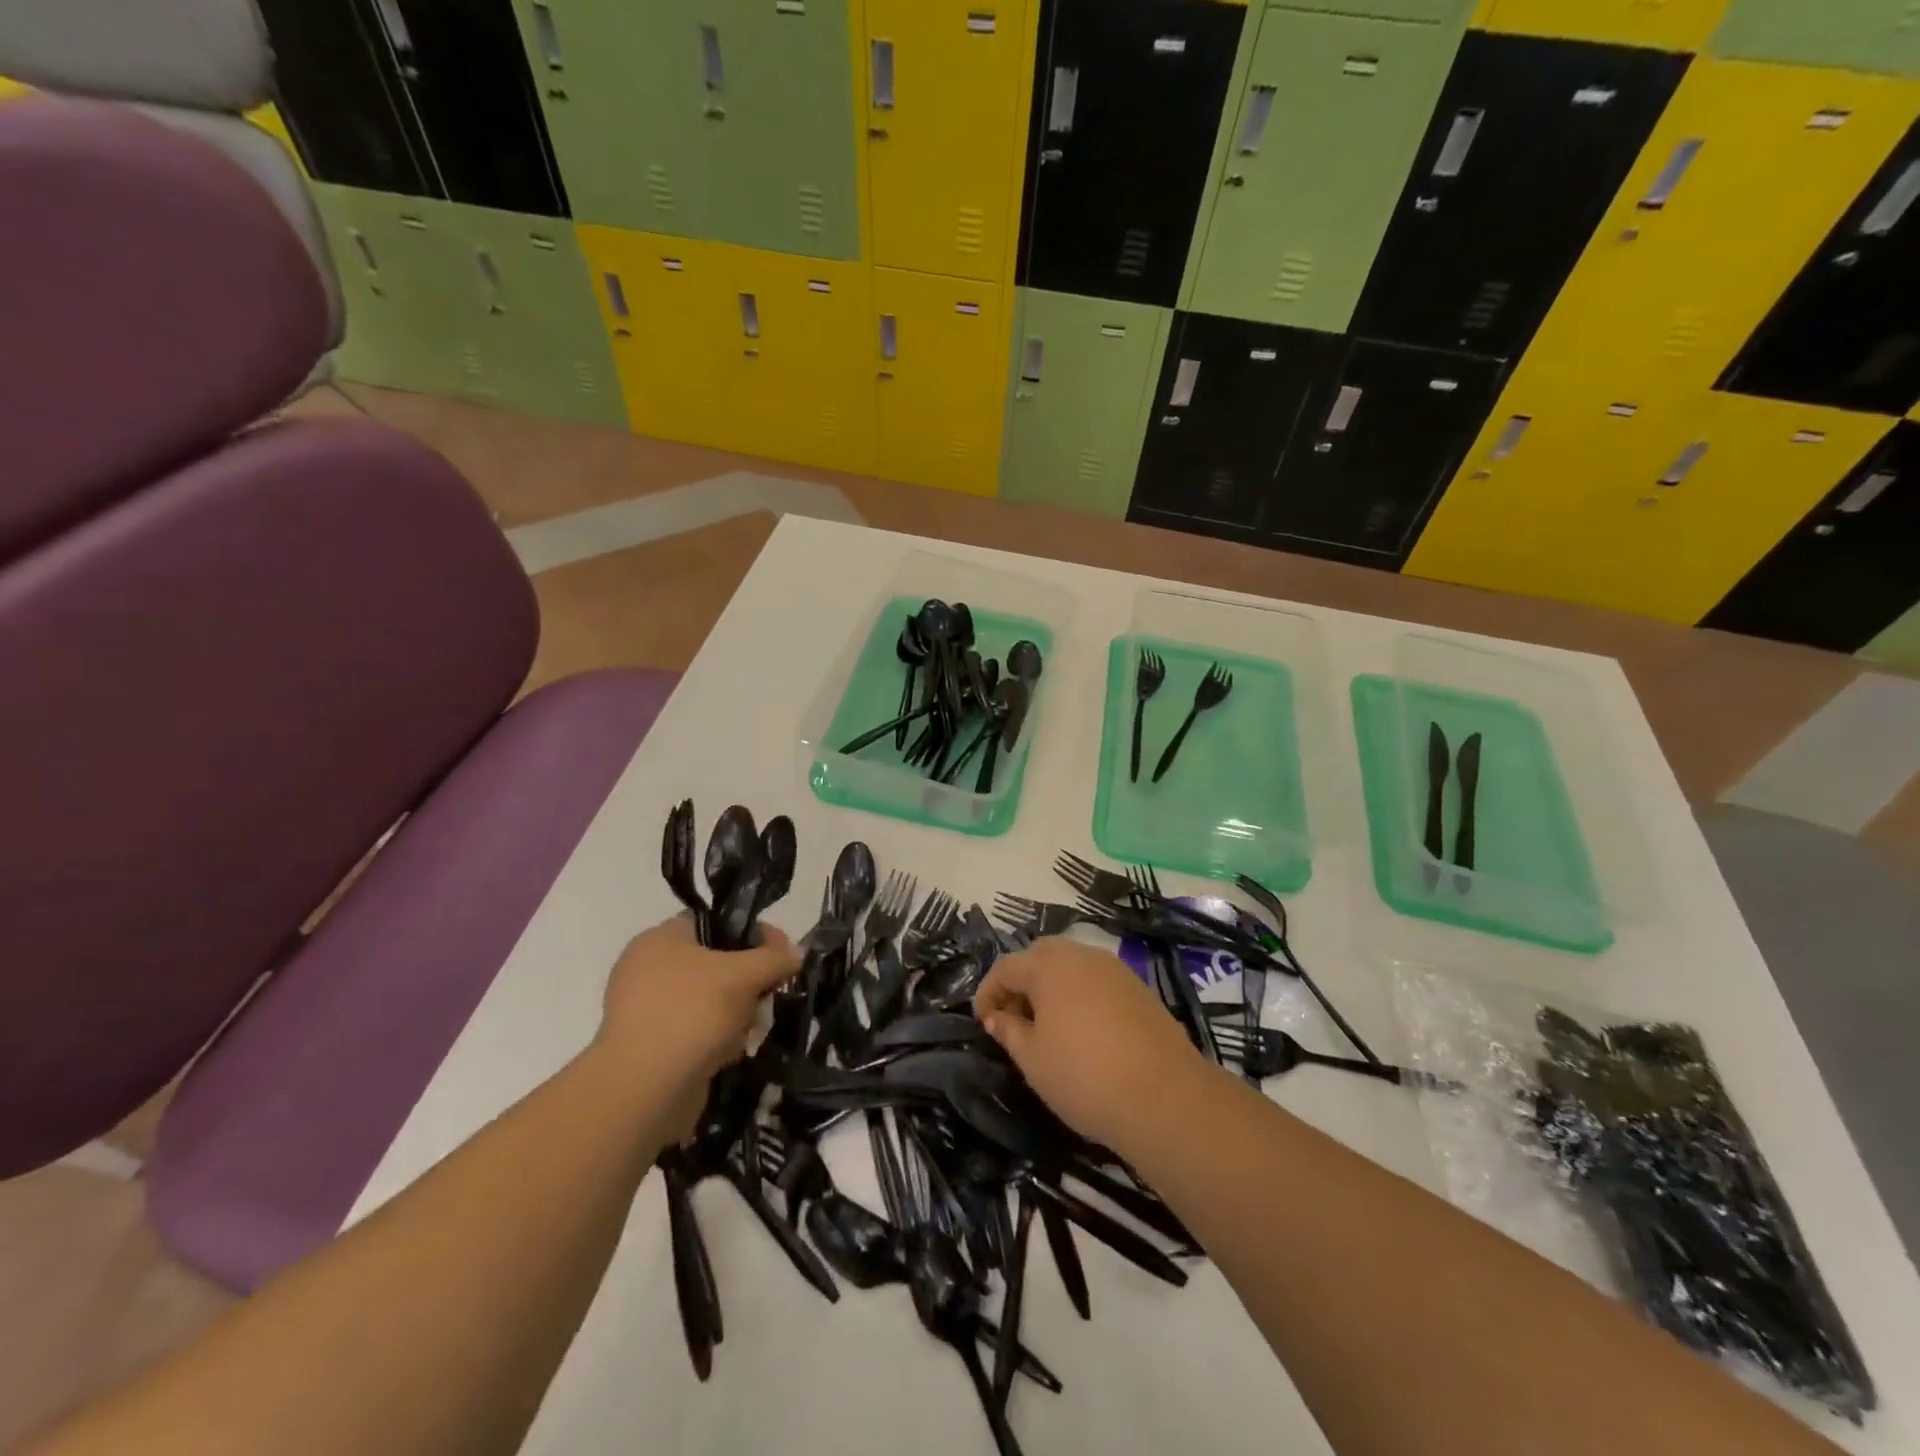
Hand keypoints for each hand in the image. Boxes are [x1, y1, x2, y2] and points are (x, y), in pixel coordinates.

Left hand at [597, 916, 798, 1136]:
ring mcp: (646, 1010)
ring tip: (749, 1029)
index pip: (715, 922)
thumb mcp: (744, 975)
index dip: (753, 933)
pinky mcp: (651, 1047)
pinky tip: (729, 1052)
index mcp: (660, 939)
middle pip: (716, 962)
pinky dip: (717, 1038)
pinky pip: (696, 1030)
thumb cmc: (692, 1014)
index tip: (781, 954)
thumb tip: (795, 953)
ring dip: (737, 1012)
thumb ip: (774, 958)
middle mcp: (647, 969)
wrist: (644, 1090)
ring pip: (710, 999)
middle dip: (748, 980)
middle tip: (767, 995)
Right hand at [974, 937, 1202, 1151]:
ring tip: (1047, 1028)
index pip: (1006, 967)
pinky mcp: (1139, 988)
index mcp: (1048, 965)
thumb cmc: (1084, 1076)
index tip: (983, 1023)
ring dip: (1052, 988)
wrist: (1165, 1097)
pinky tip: (1083, 1032)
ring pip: (1071, 967)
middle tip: (1014, 1021)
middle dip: (1021, 984)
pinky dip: (1081, 996)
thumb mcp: (1033, 1059)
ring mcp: (1114, 969)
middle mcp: (1081, 954)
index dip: (988, 993)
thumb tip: (997, 1016)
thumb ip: (1009, 1031)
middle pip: (1040, 957)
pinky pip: (1097, 982)